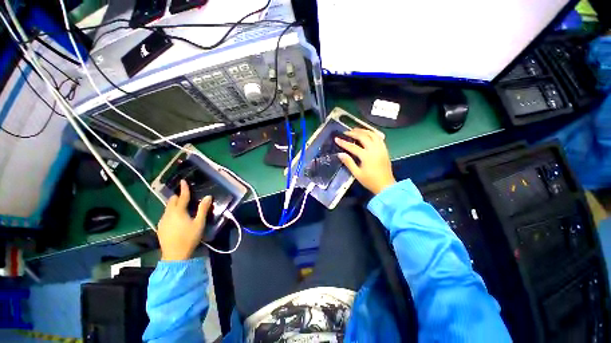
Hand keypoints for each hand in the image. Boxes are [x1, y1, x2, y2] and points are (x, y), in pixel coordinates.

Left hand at [157, 180, 212, 260]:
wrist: (174, 256)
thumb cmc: (189, 238)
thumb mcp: (199, 223)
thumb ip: (203, 209)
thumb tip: (208, 196)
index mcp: (178, 212)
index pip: (182, 197)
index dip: (184, 189)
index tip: (183, 181)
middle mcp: (168, 214)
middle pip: (171, 201)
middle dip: (177, 197)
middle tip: (185, 196)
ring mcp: (162, 221)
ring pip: (167, 209)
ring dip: (174, 205)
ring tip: (181, 207)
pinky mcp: (160, 228)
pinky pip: (165, 215)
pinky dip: (170, 213)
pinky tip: (176, 219)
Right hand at [335, 128, 395, 194]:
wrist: (386, 186)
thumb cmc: (370, 181)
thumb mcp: (357, 174)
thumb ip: (348, 163)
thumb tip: (340, 154)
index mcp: (366, 156)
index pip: (353, 146)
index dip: (343, 142)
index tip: (336, 139)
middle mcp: (374, 149)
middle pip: (363, 137)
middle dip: (354, 133)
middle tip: (346, 132)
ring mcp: (381, 149)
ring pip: (373, 134)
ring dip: (363, 130)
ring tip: (356, 130)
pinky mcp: (385, 150)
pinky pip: (379, 138)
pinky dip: (372, 133)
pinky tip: (368, 133)